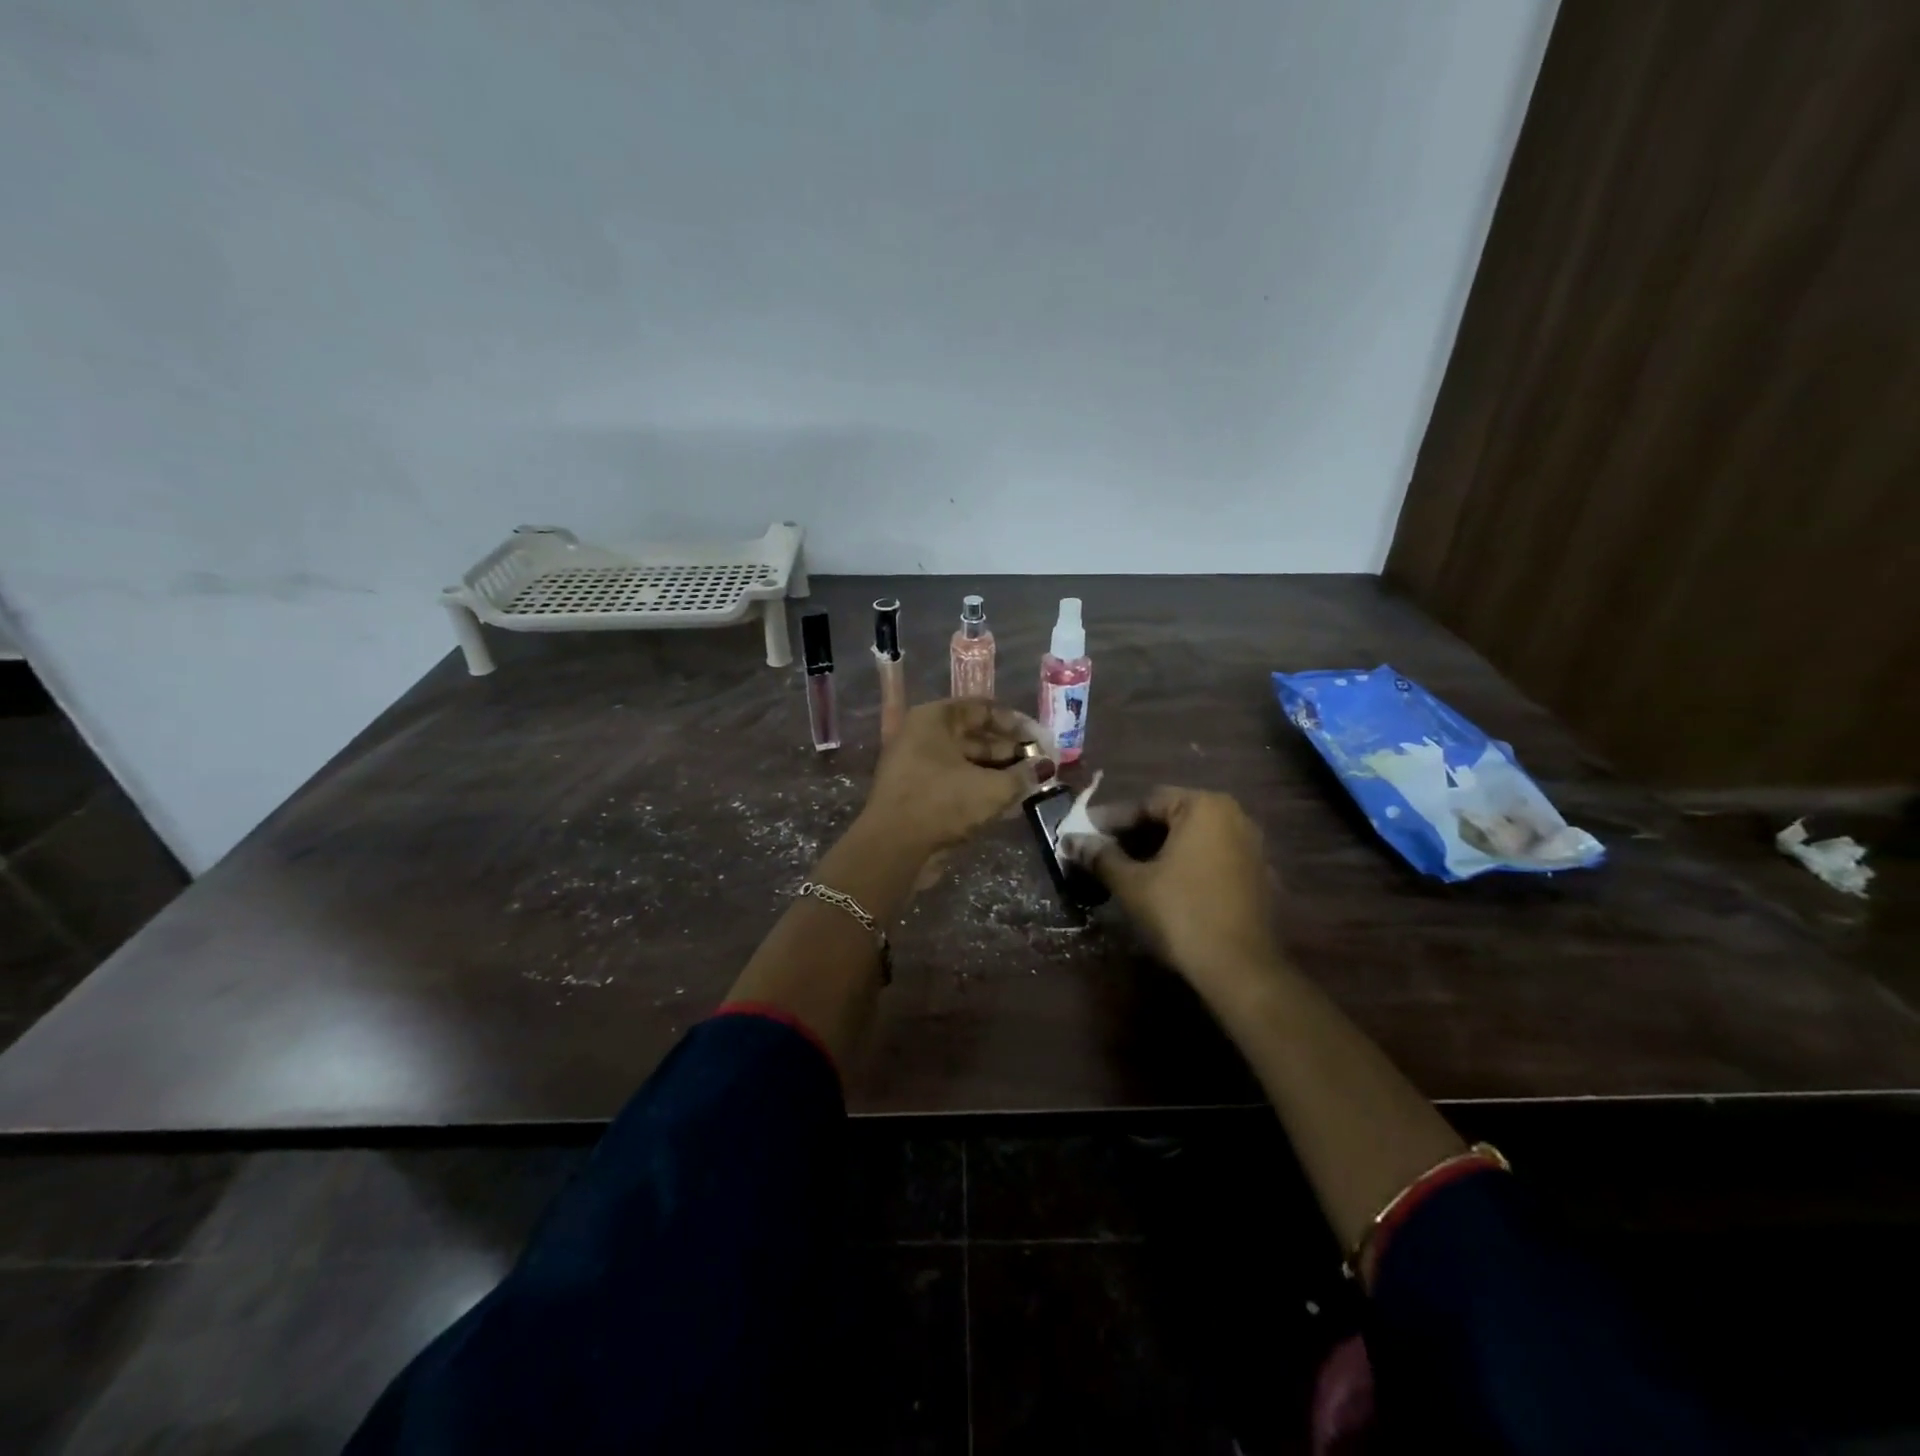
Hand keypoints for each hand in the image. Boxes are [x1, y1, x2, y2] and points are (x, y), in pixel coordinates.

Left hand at [861, 699, 1053, 855]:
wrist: (892, 848)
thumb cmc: (943, 803)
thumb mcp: (992, 789)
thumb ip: (1023, 775)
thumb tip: (1045, 768)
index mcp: (934, 719)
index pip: (983, 709)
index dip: (1016, 723)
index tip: (1041, 741)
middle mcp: (922, 735)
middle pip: (974, 735)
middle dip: (1010, 750)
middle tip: (1040, 765)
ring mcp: (916, 764)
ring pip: (966, 761)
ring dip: (998, 772)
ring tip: (1029, 784)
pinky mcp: (916, 792)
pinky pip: (955, 782)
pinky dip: (980, 788)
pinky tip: (1008, 802)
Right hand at [1065, 786, 1278, 986]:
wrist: (1241, 969)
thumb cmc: (1182, 914)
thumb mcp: (1132, 884)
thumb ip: (1101, 857)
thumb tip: (1071, 842)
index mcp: (1204, 807)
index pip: (1147, 802)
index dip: (1112, 820)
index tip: (1085, 834)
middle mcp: (1234, 817)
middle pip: (1172, 817)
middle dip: (1135, 835)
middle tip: (1103, 853)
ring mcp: (1251, 846)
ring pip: (1192, 839)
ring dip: (1159, 850)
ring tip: (1127, 870)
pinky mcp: (1258, 875)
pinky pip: (1211, 858)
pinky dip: (1185, 865)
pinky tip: (1162, 886)